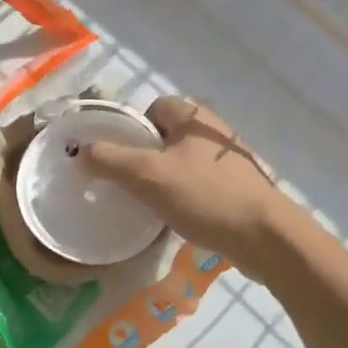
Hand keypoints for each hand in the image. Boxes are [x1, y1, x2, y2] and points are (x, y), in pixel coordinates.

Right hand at [80, 98, 281, 269]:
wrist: (266, 238)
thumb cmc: (205, 196)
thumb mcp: (148, 176)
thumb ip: (110, 160)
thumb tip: (81, 150)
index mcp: (194, 116)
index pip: (152, 109)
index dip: (132, 130)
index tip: (119, 157)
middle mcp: (213, 131)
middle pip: (165, 136)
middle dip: (145, 157)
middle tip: (129, 182)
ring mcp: (229, 161)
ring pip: (181, 162)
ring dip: (164, 179)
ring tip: (151, 203)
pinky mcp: (239, 187)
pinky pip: (199, 183)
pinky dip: (185, 195)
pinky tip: (179, 216)